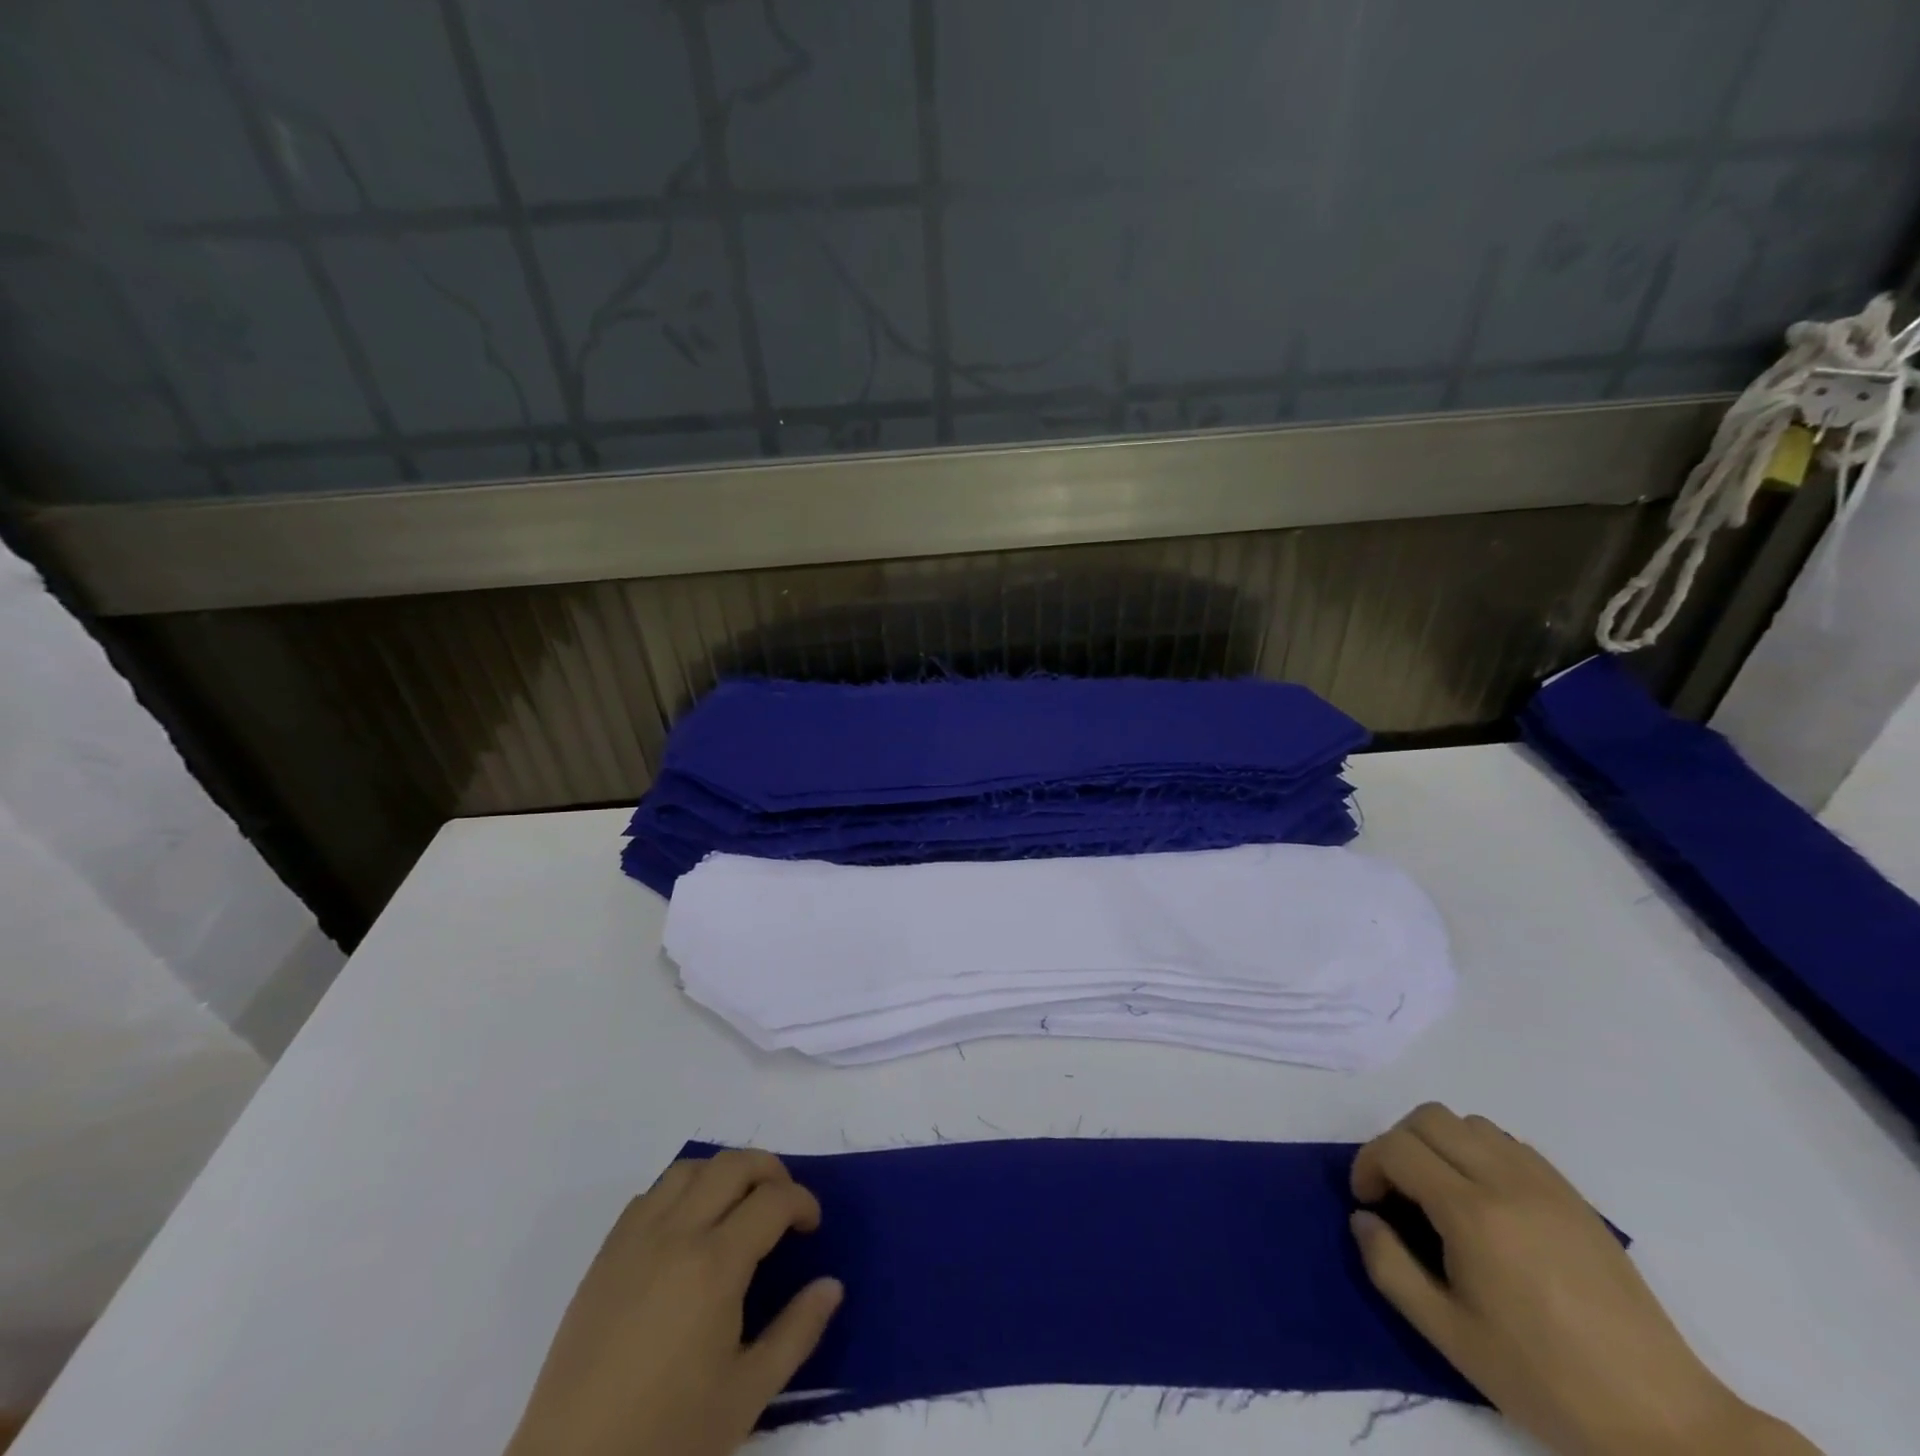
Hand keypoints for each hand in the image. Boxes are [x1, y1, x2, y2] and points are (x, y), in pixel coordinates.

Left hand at [504, 1150, 841, 1455]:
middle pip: (733, 1165)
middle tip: (783, 1204)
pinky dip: (681, 1191)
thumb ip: (796, 1333)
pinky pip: (651, 1195)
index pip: (773, 1200)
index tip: (811, 1226)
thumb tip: (831, 1285)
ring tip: (738, 1205)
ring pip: (689, 1168)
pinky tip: (687, 1228)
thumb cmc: (665, 1439)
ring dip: (723, 1173)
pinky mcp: (605, 1255)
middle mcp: (677, 1234)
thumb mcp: (746, 1397)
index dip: (802, 1202)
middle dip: (770, 1170)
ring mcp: (635, 1239)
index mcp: (715, 1264)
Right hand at [1350, 1104, 1818, 1455]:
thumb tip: (1363, 1219)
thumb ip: (1390, 1268)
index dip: (1368, 1165)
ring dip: (1439, 1143)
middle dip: (1397, 1144)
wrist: (1663, 1419)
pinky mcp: (1573, 1196)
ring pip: (1469, 1122)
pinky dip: (1479, 1151)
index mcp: (1472, 1213)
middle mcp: (1506, 1180)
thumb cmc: (1545, 1380)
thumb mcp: (1450, 1336)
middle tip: (1398, 1192)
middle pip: (1428, 1118)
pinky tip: (1485, 1199)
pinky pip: (1509, 1143)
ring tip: (1440, 1192)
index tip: (1368, 1202)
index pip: (1396, 1148)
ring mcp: (1545, 1184)